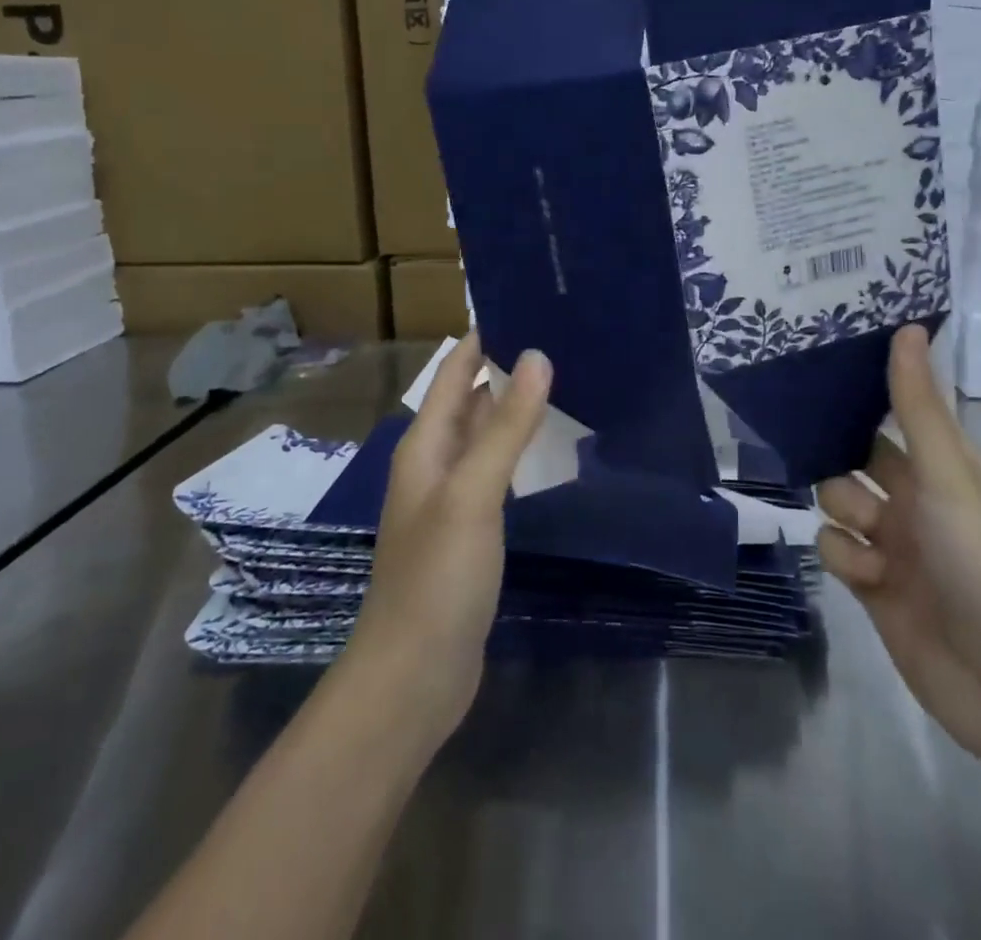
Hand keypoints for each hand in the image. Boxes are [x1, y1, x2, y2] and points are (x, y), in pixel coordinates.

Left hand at [344, 333, 549, 746]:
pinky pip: (497, 470)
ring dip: (516, 407)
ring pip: (487, 434)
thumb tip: (538, 355)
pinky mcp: (471, 528)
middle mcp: (435, 462)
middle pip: (472, 398)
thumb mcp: (474, 494)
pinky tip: (550, 446)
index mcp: (426, 444)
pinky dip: (520, 448)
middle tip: (562, 337)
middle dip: (508, 366)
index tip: (530, 304)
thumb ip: (506, 425)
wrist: (413, 676)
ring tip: (567, 378)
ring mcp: (452, 497)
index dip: (485, 337)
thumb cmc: (437, 577)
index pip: (456, 371)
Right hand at [815, 325, 980, 773]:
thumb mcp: (949, 475)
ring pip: (839, 502)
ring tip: (871, 538)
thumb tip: (907, 326)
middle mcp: (918, 499)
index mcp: (945, 466)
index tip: (817, 373)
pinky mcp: (875, 588)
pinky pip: (837, 551)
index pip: (895, 412)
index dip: (860, 396)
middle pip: (855, 458)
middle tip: (815, 450)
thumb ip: (917, 406)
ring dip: (844, 513)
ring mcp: (897, 545)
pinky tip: (871, 577)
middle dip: (837, 458)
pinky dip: (846, 559)